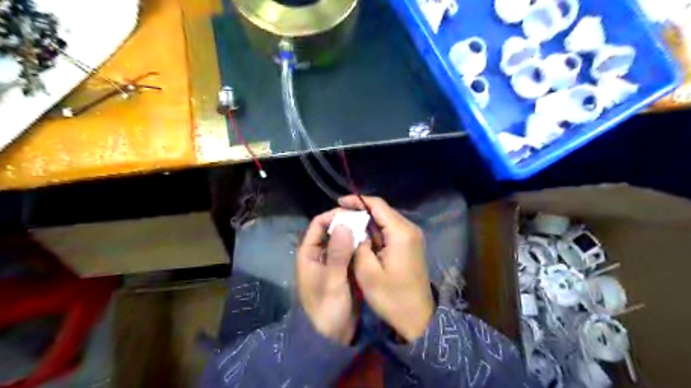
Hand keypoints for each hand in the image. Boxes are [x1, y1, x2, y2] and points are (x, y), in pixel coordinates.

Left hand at [297, 210, 358, 346]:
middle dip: (347, 223)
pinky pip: (351, 251)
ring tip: (371, 228)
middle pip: (332, 230)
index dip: (334, 215)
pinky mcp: (344, 269)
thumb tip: (345, 224)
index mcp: (309, 253)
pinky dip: (359, 245)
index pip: (319, 224)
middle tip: (367, 219)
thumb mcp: (332, 280)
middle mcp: (320, 253)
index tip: (354, 213)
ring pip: (343, 239)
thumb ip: (338, 253)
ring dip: (355, 233)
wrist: (333, 336)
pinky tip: (371, 242)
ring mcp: (333, 261)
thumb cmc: (327, 308)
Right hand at [340, 197, 432, 342]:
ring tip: (347, 225)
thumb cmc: (391, 297)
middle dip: (361, 210)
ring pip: (387, 220)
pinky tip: (362, 236)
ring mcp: (413, 237)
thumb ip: (359, 245)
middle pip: (383, 210)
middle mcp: (410, 229)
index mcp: (401, 233)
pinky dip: (376, 231)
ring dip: (368, 221)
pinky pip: (391, 230)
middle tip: (340, 215)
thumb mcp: (367, 272)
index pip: (378, 205)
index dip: (358, 200)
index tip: (339, 202)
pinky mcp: (411, 245)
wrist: (417, 318)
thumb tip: (354, 229)